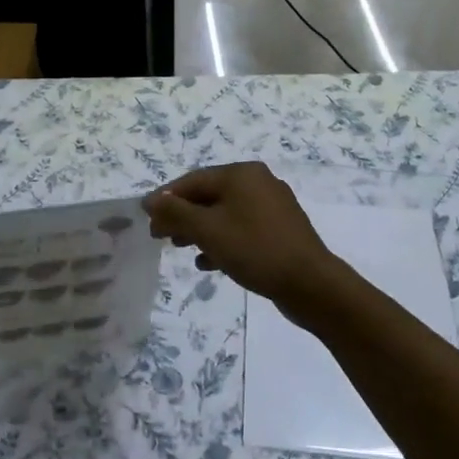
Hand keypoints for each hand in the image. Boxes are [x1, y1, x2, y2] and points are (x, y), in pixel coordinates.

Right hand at [142, 164, 346, 317]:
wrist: (311, 284)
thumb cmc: (255, 250)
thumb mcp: (208, 230)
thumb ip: (176, 213)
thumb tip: (151, 199)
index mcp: (241, 174)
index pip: (192, 181)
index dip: (166, 199)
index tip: (147, 221)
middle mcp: (258, 182)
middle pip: (209, 195)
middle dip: (182, 216)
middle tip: (161, 238)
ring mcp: (272, 206)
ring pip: (224, 213)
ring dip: (200, 230)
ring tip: (181, 249)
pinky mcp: (280, 230)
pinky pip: (241, 229)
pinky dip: (222, 240)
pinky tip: (209, 262)